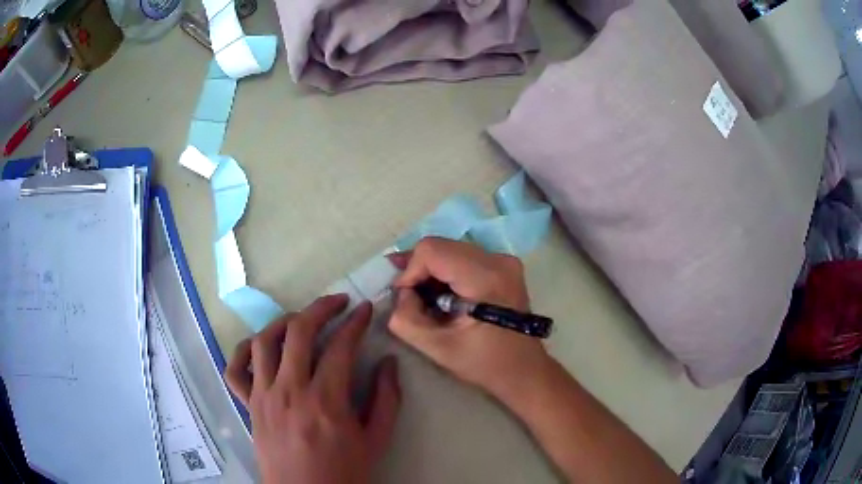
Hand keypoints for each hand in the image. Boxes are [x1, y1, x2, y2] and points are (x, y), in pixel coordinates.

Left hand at [224, 295, 400, 483]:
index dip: (356, 323)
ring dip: (285, 322)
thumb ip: (386, 399)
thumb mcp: (376, 441)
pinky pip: (235, 370)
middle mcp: (290, 391)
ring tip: (302, 320)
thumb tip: (388, 362)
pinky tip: (261, 347)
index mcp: (325, 402)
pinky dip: (244, 351)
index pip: (341, 347)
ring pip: (265, 341)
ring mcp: (263, 397)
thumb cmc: (344, 473)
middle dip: (321, 308)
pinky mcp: (249, 406)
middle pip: (300, 332)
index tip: (365, 310)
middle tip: (338, 302)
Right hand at [388, 237, 551, 398]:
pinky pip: (463, 257)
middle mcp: (498, 259)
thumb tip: (402, 293)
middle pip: (441, 246)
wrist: (523, 369)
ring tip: (425, 299)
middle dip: (419, 271)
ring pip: (450, 249)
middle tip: (409, 298)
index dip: (410, 270)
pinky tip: (443, 296)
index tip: (407, 298)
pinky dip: (447, 273)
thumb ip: (406, 319)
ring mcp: (504, 260)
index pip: (432, 250)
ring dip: (432, 272)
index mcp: (486, 278)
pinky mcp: (504, 265)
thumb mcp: (437, 348)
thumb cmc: (484, 363)